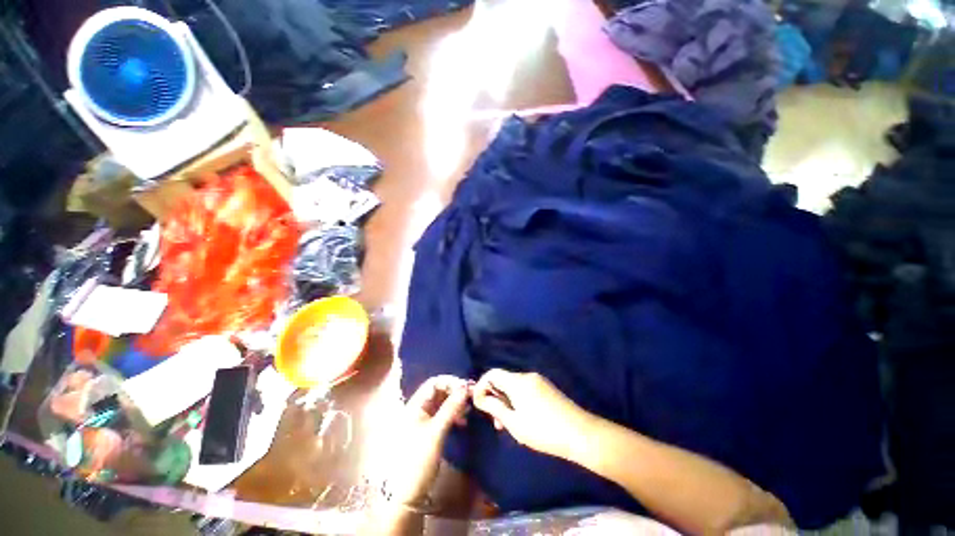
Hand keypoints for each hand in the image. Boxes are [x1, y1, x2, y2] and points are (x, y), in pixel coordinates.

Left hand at [385, 375, 469, 504]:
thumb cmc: (418, 460)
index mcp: (414, 406)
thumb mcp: (436, 432)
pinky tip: (463, 421)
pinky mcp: (428, 432)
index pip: (434, 383)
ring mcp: (423, 421)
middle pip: (438, 392)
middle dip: (455, 392)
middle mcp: (418, 409)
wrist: (406, 495)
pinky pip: (443, 416)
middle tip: (471, 397)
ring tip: (469, 410)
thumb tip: (465, 387)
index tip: (466, 388)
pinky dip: (453, 415)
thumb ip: (451, 408)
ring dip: (455, 404)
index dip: (450, 382)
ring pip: (442, 404)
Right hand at [473, 369, 593, 459]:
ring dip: (506, 401)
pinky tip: (522, 419)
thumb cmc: (543, 431)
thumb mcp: (514, 423)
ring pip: (513, 386)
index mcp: (518, 382)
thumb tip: (479, 398)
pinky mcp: (546, 388)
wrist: (580, 433)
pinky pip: (524, 389)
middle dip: (494, 397)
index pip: (492, 373)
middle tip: (495, 421)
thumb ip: (494, 407)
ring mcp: (538, 381)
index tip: (478, 403)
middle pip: (503, 380)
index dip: (481, 385)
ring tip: (507, 424)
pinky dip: (517, 400)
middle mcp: (527, 376)